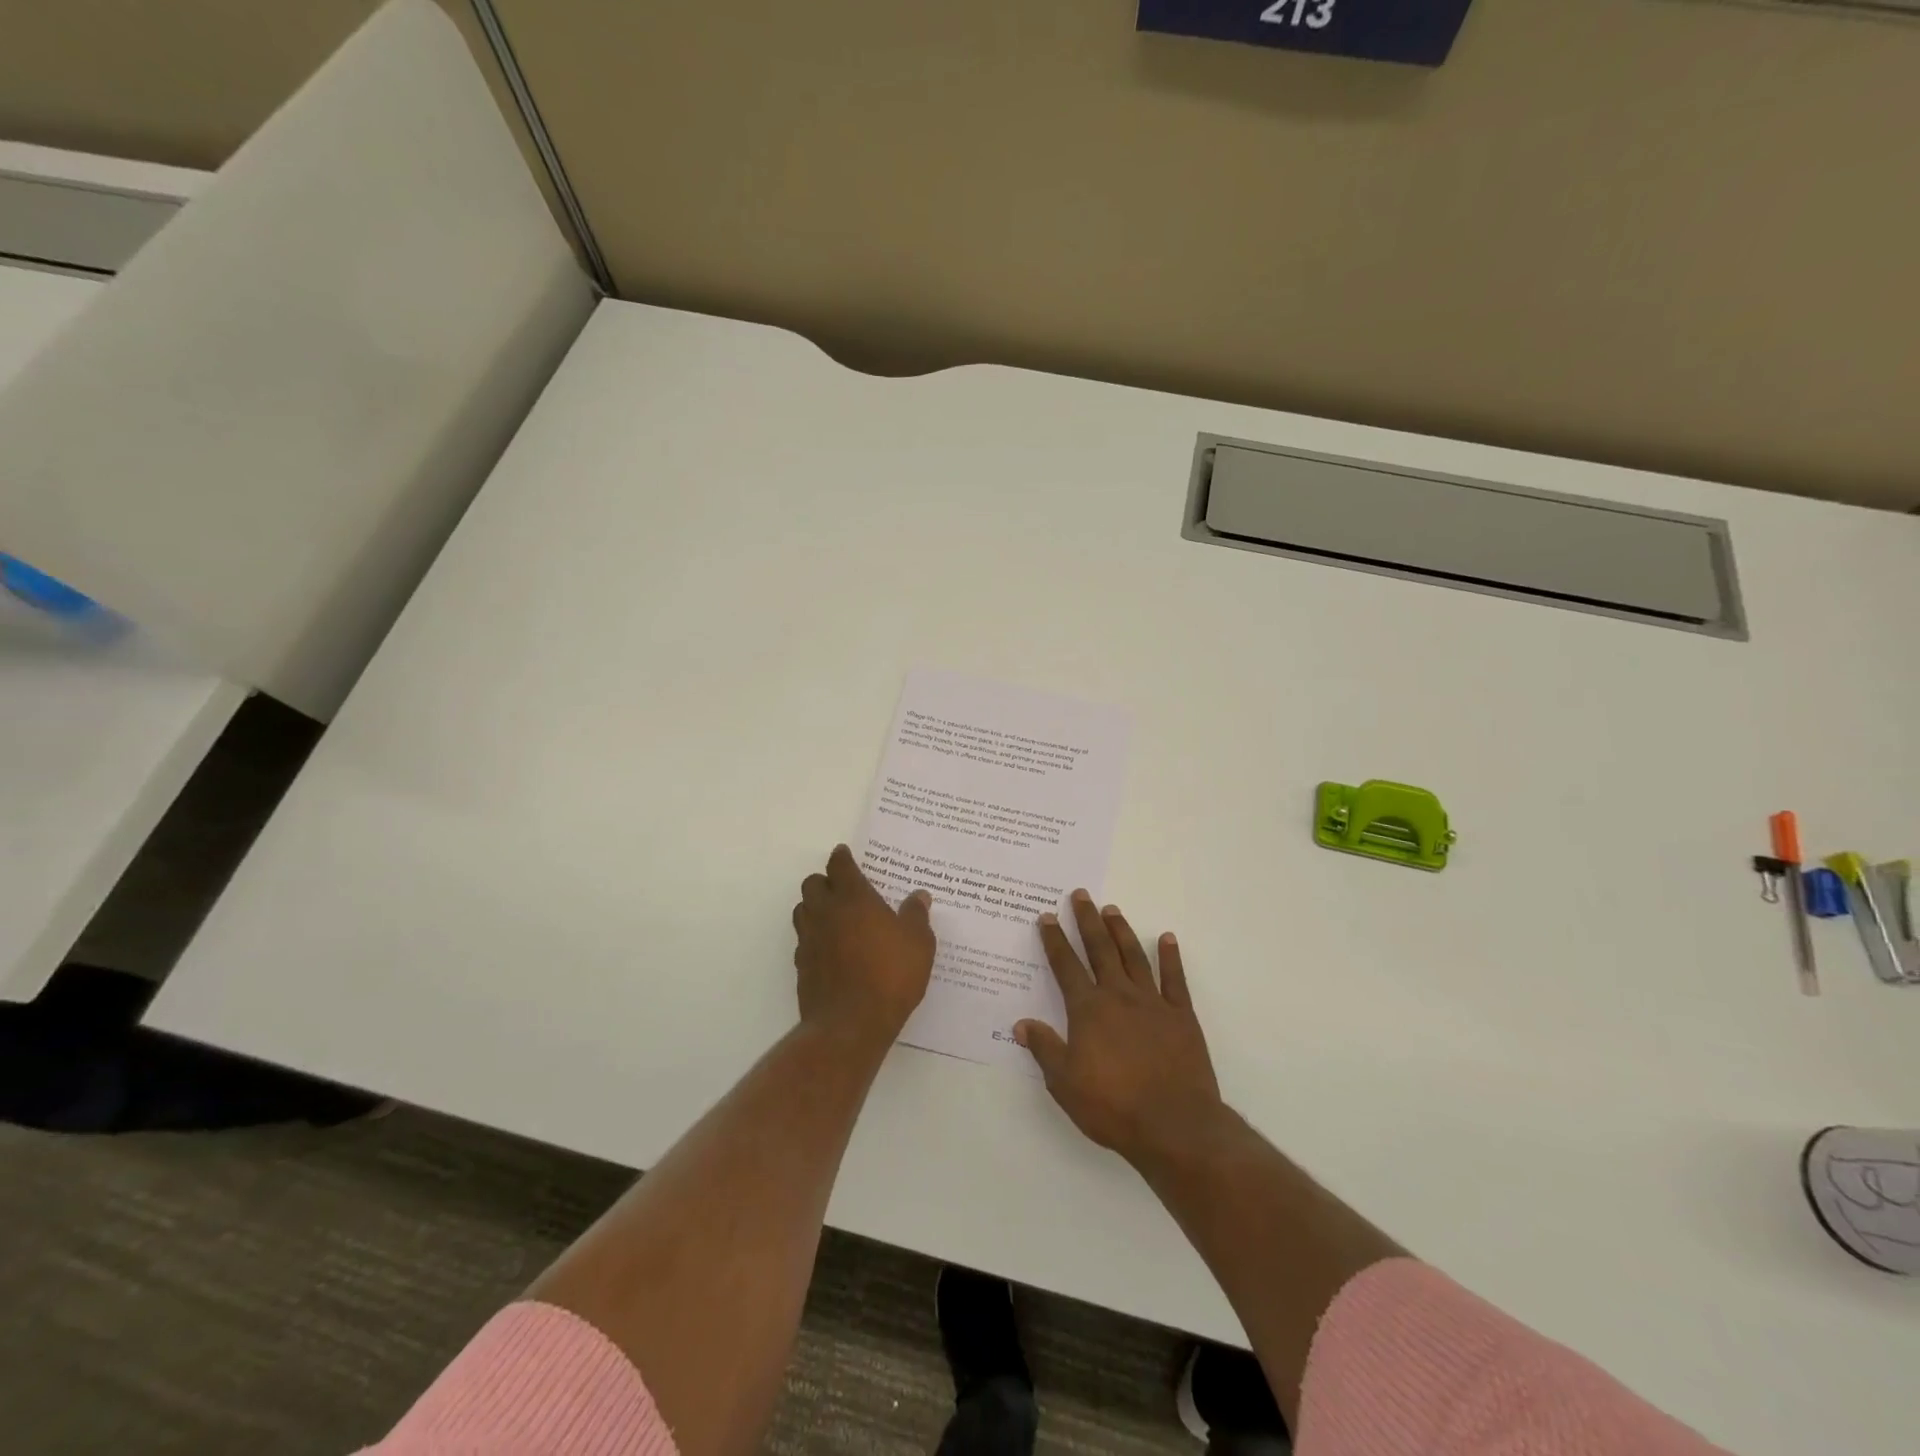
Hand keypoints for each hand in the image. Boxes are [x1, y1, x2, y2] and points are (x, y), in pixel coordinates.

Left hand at [792, 845, 934, 1048]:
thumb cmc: (890, 975)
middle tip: (843, 889)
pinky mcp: (801, 965)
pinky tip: (831, 949)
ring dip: (815, 907)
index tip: (845, 855)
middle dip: (825, 881)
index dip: (842, 858)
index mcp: (853, 899)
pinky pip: (803, 940)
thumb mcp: (918, 943)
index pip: (840, 866)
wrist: (851, 1024)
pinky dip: (814, 937)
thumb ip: (916, 915)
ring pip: (802, 910)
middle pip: (812, 884)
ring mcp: (809, 939)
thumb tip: (919, 896)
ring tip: (835, 917)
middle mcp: (825, 913)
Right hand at [1016, 891, 1223, 1168]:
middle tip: (1080, 895)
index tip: (1047, 917)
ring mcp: (1153, 1003)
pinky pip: (1175, 979)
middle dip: (1087, 921)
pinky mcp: (1181, 1016)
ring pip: (1133, 956)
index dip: (1055, 940)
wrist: (1174, 1125)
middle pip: (1100, 949)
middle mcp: (1118, 996)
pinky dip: (1170, 957)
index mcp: (1088, 1010)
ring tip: (1112, 909)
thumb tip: (1020, 1024)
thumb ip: (1044, 1049)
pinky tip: (1166, 938)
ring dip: (1121, 931)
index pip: (1066, 966)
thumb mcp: (1065, 1083)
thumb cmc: (1113, 1106)